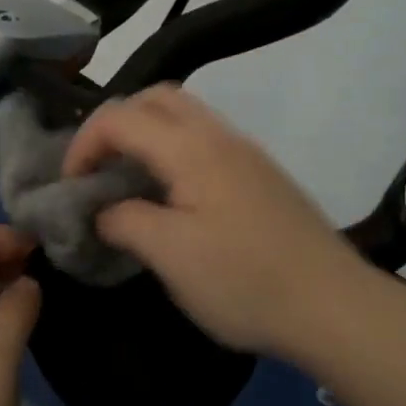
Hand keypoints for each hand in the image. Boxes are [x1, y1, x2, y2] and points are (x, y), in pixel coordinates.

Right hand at [64, 84, 371, 356]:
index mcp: (191, 148)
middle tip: (98, 169)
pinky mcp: (262, 174)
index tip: (71, 187)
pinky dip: (173, 148)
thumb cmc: (245, 281)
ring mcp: (246, 152)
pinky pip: (205, 139)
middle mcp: (220, 136)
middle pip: (156, 98)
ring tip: (129, 180)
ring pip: (184, 115)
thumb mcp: (171, 256)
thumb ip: (125, 221)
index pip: (120, 117)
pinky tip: (173, 195)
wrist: (335, 306)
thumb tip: (103, 210)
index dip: (84, 144)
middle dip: (115, 124)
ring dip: (146, 134)